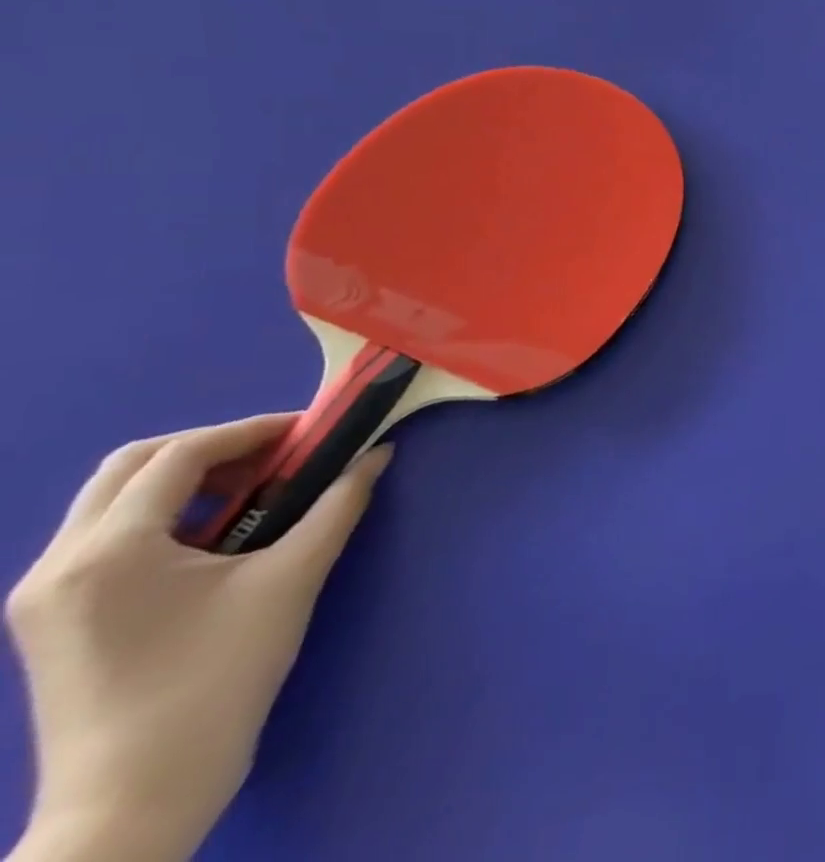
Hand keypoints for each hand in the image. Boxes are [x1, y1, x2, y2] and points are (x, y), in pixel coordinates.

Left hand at [5, 416, 389, 861]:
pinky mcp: (48, 619)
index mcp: (109, 551)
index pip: (181, 455)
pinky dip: (164, 514)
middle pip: (132, 465)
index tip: (310, 433)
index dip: (252, 431)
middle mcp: (58, 563)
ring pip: (114, 499)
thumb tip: (376, 455)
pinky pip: (105, 536)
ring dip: (188, 479)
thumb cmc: (217, 680)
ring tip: (254, 493)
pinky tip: (213, 536)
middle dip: (213, 447)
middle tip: (277, 456)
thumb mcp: (291, 581)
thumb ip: (337, 506)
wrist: (134, 800)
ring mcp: (42, 595)